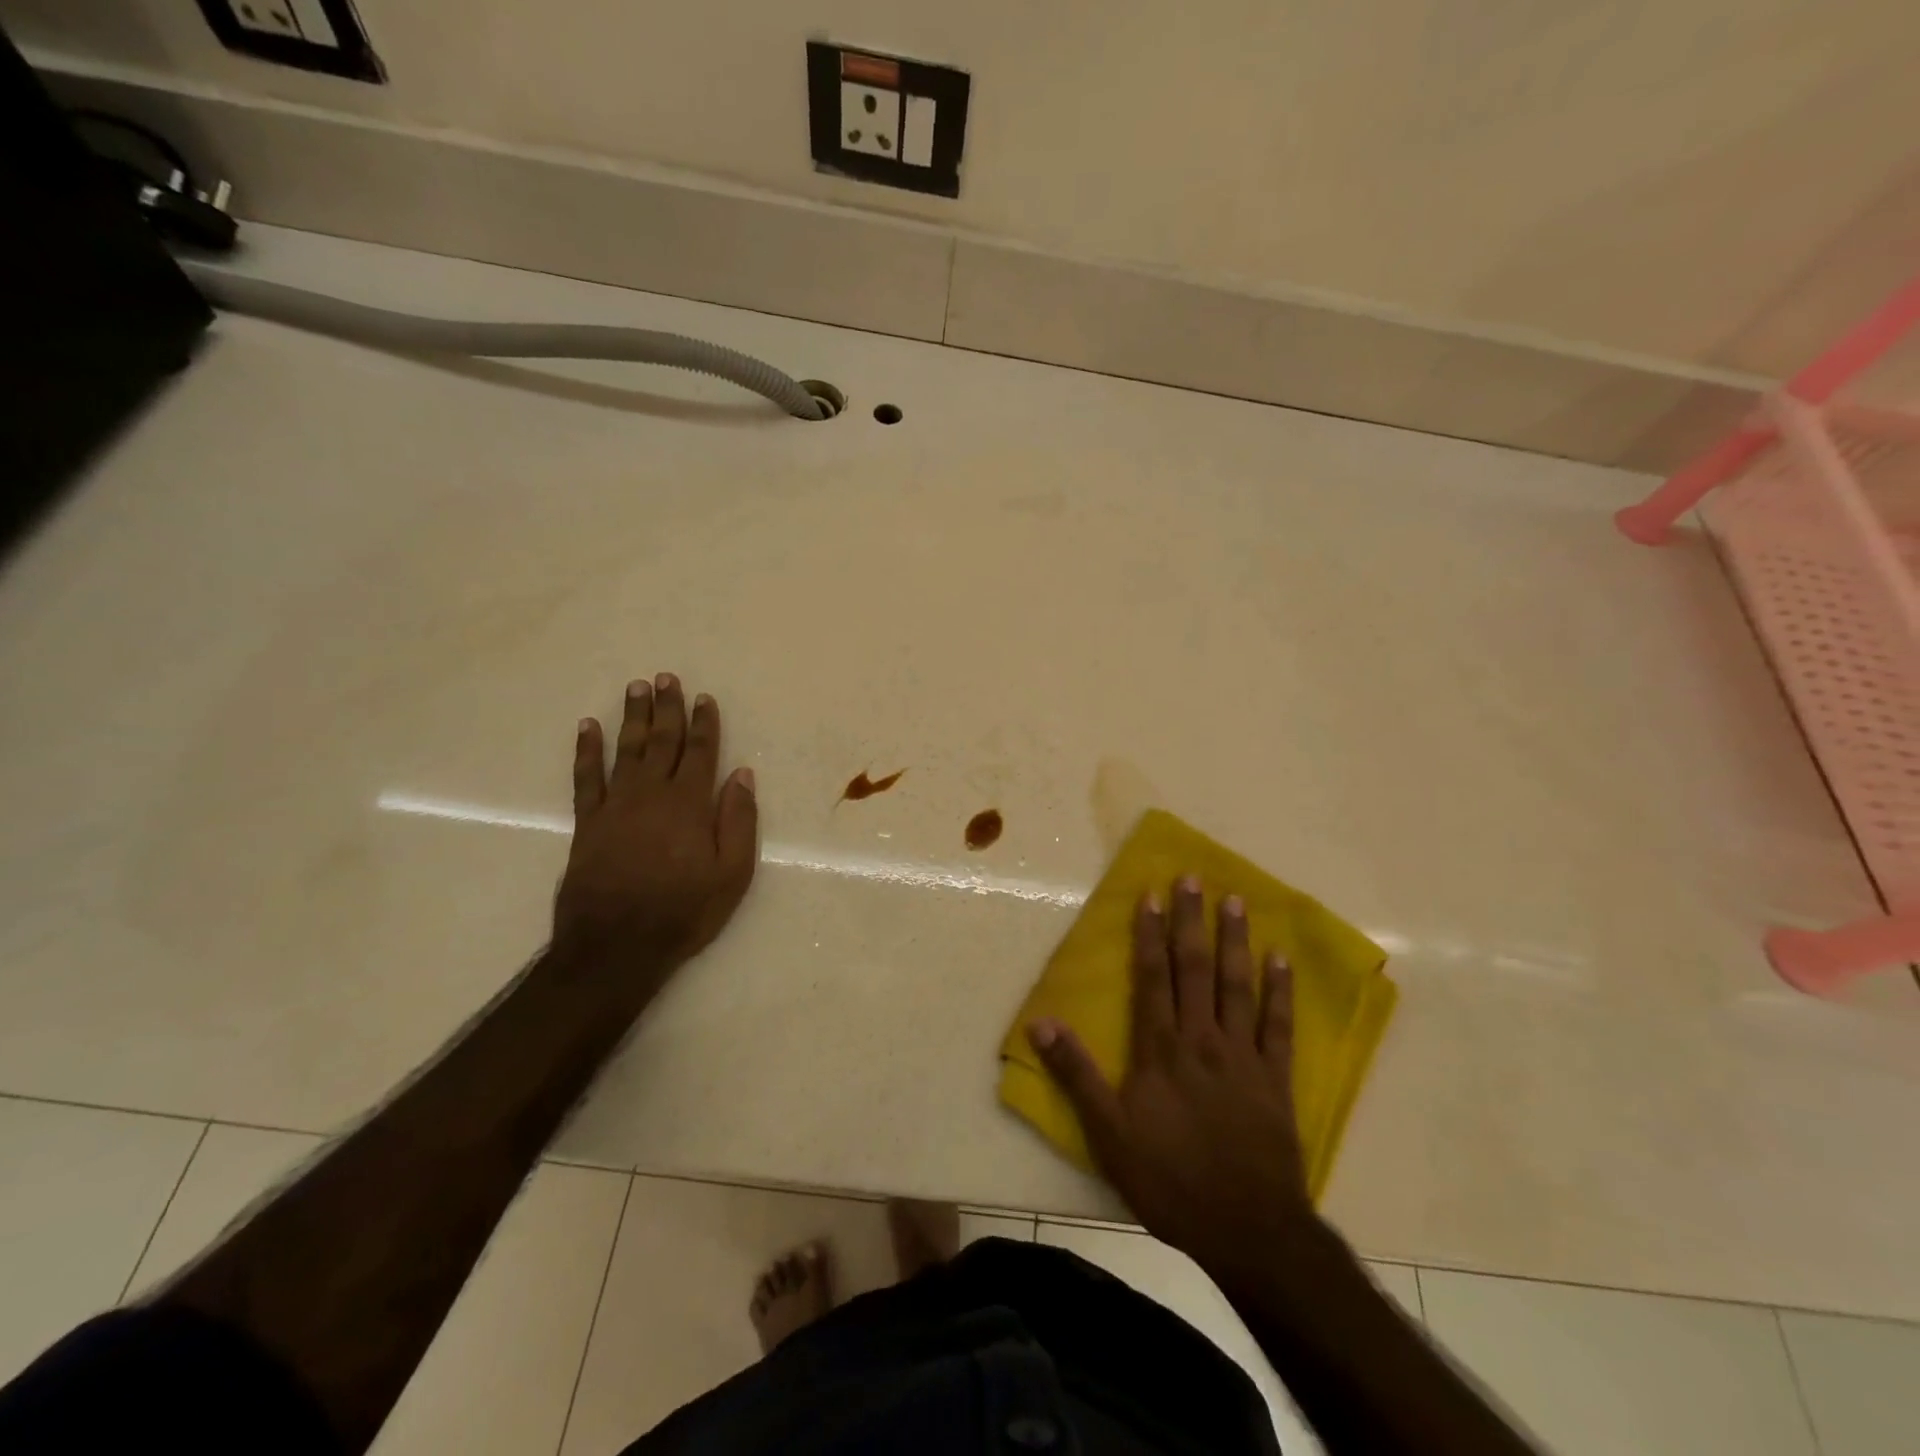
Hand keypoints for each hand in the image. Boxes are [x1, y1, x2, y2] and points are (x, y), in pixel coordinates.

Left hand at [554, 674, 758, 985]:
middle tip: (665, 678)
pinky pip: (585, 778)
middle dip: (666, 708)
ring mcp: (615, 806)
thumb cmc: (684, 911)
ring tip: (635, 688)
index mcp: (690, 804)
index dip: (704, 723)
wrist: (616, 946)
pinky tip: (588, 727)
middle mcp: (652, 794)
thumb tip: (742, 775)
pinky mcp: (588, 823)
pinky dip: (586, 751)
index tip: (704, 697)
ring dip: (632, 717)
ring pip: (626, 750)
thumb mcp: (732, 874)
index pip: (701, 752)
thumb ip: (738, 821)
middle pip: (662, 741)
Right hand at [1028, 877, 1314, 1283]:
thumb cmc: (1169, 1180)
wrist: (1247, 1230)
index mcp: (1161, 1048)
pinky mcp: (1276, 1079)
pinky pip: (1279, 1026)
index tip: (1152, 894)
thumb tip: (1040, 1022)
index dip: (1150, 934)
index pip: (1152, 977)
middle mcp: (1202, 1038)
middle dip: (1191, 921)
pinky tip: (1281, 960)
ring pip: (1238, 986)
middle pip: (1195, 968)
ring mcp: (1243, 1056)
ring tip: (1235, 901)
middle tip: (1195, 878)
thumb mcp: (1107, 1133)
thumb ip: (1075, 1074)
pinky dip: (1281, 991)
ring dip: (1234, 941)